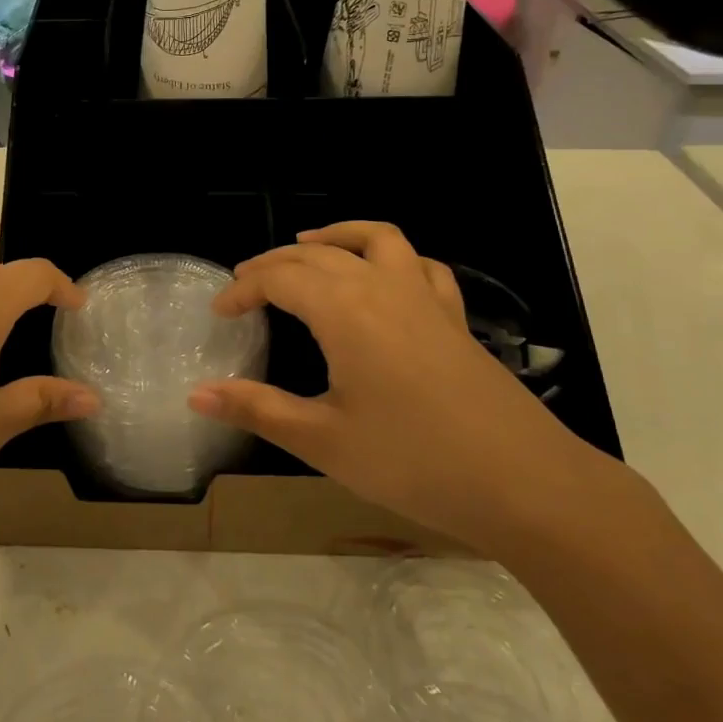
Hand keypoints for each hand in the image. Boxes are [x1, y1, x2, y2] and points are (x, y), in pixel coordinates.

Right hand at [190, 222, 609, 550]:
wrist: (525, 485)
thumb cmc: (413, 462)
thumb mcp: (323, 441)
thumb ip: (257, 409)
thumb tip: (196, 394)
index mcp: (344, 310)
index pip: (279, 279)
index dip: (242, 289)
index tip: (219, 313)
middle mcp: (382, 287)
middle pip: (317, 255)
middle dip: (274, 264)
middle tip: (245, 284)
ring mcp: (425, 298)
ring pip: (375, 239)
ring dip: (335, 236)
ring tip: (307, 246)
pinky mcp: (454, 318)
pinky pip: (420, 265)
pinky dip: (392, 256)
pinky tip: (382, 277)